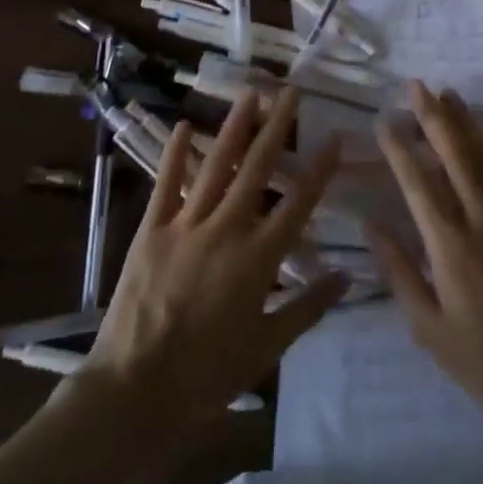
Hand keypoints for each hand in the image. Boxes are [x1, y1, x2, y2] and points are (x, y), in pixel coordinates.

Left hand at [83, 86, 345, 423]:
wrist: (136, 391)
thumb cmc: (207, 375)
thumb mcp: (267, 347)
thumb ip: (308, 307)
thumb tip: (347, 276)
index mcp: (258, 258)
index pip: (298, 203)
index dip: (319, 169)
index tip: (333, 136)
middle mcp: (226, 229)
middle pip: (257, 169)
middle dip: (276, 127)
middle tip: (290, 91)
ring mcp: (186, 225)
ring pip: (216, 165)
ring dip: (234, 127)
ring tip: (250, 94)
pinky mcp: (152, 230)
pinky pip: (167, 183)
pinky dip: (176, 154)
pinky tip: (184, 125)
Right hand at [367, 82, 482, 436]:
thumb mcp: (428, 327)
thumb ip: (399, 271)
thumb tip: (371, 224)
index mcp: (449, 244)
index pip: (417, 182)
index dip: (398, 148)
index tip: (384, 119)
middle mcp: (481, 219)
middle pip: (455, 154)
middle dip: (433, 116)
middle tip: (417, 85)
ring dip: (467, 123)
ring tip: (450, 94)